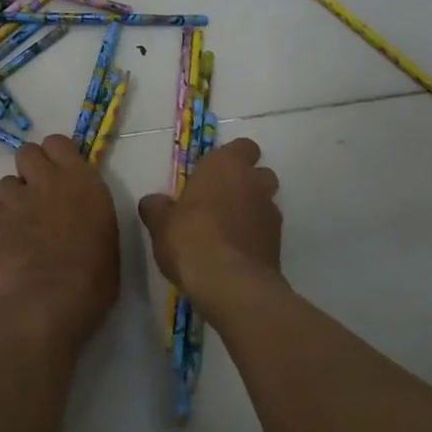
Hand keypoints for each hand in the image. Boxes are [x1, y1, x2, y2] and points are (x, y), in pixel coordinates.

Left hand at [0, 135, 119, 329]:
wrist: (52, 298)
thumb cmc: (95, 274)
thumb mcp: (107, 233)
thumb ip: (91, 210)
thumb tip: (83, 211)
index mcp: (83, 180)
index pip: (58, 142)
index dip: (56, 155)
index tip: (61, 172)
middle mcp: (49, 180)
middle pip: (27, 151)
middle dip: (30, 167)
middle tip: (39, 191)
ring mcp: (20, 200)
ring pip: (6, 181)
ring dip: (14, 195)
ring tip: (23, 218)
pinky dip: (2, 219)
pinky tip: (12, 237)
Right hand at [138, 137, 281, 300]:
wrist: (231, 284)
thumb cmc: (191, 239)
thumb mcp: (161, 223)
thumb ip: (157, 208)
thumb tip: (153, 202)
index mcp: (226, 166)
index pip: (242, 147)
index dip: (230, 159)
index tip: (211, 175)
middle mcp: (254, 183)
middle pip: (258, 174)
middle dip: (243, 184)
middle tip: (217, 203)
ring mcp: (271, 213)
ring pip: (265, 203)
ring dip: (250, 211)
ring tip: (225, 232)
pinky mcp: (278, 243)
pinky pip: (266, 231)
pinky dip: (254, 237)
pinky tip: (234, 254)